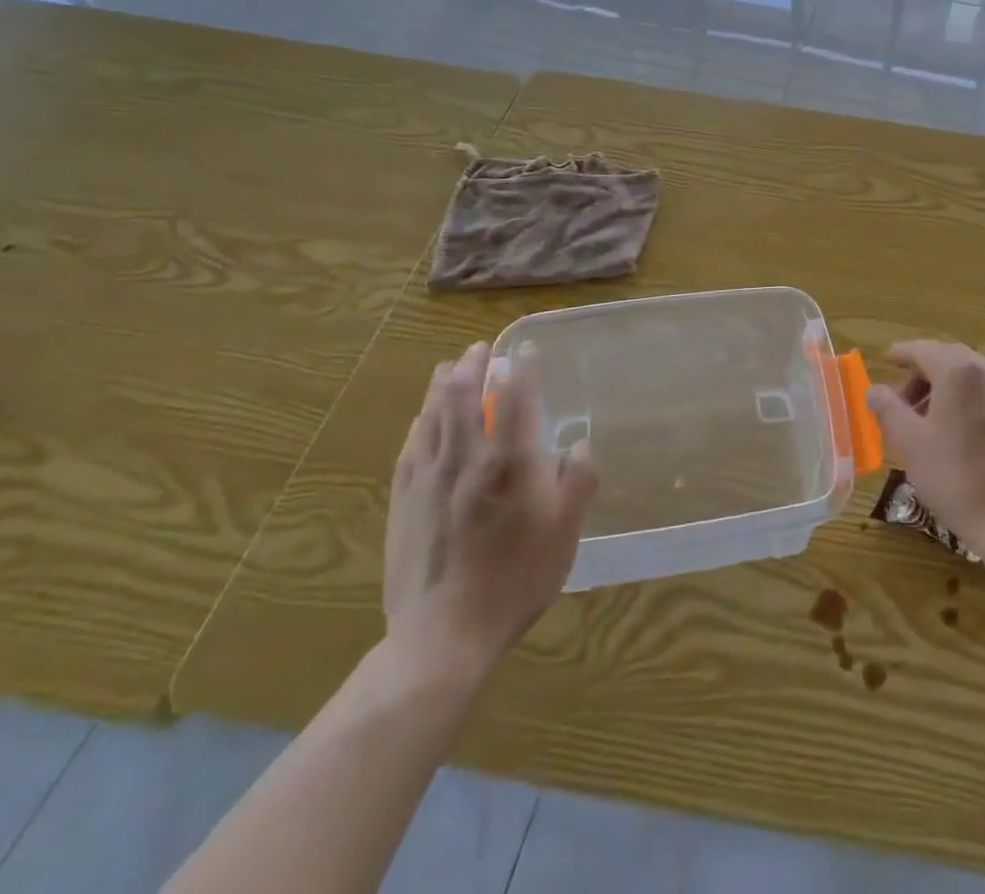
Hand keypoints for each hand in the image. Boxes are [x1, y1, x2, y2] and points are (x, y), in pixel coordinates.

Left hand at [382, 342, 596, 677]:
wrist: (446, 635)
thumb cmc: (516, 579)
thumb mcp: (565, 532)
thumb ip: (578, 481)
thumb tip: (580, 445)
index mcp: (509, 463)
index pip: (515, 398)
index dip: (522, 368)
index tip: (527, 349)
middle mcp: (465, 459)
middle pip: (463, 397)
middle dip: (472, 366)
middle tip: (479, 349)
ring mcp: (428, 480)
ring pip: (432, 417)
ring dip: (441, 386)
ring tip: (448, 368)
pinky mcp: (403, 502)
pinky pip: (409, 448)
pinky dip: (419, 423)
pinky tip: (422, 418)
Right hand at [866, 340, 984, 557]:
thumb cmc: (956, 477)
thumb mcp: (909, 443)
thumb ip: (887, 409)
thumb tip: (874, 390)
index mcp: (959, 372)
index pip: (923, 349)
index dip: (900, 354)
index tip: (883, 361)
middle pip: (949, 358)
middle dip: (922, 370)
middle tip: (900, 397)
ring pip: (970, 376)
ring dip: (944, 386)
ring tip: (925, 418)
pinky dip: (966, 399)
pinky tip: (956, 432)